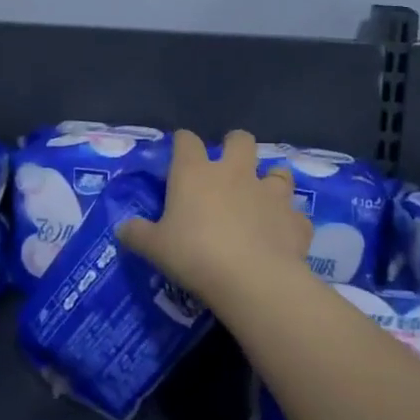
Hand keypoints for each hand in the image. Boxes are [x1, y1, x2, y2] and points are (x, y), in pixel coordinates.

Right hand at [116, 130, 312, 306]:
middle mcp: (235, 173)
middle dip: (235, 147)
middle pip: (240, 140)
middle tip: (228, 169)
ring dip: (271, 180)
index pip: (187, 140)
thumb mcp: (154, 248)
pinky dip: (288, 222)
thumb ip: (137, 234)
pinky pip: (295, 215)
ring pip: (278, 171)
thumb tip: (123, 228)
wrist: (252, 279)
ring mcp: (270, 193)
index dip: (183, 143)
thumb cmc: (194, 255)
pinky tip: (281, 235)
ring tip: (262, 199)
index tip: (179, 155)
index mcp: (196, 173)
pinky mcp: (295, 219)